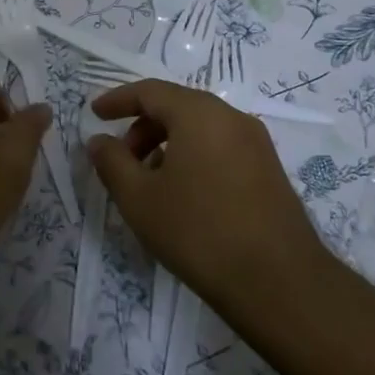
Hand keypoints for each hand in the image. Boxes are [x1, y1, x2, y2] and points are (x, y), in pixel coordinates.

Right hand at [86, 80, 328, 314]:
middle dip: (142, 126)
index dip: (118, 100)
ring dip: (167, 142)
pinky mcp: (269, 170)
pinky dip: (193, 155)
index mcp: (198, 114)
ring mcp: (256, 143)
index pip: (150, 91)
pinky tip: (183, 193)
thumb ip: (112, 162)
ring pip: (200, 128)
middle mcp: (231, 118)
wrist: (280, 283)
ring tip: (149, 180)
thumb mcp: (139, 198)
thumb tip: (99, 140)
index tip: (95, 114)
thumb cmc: (198, 232)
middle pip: (177, 106)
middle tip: (121, 158)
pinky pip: (220, 146)